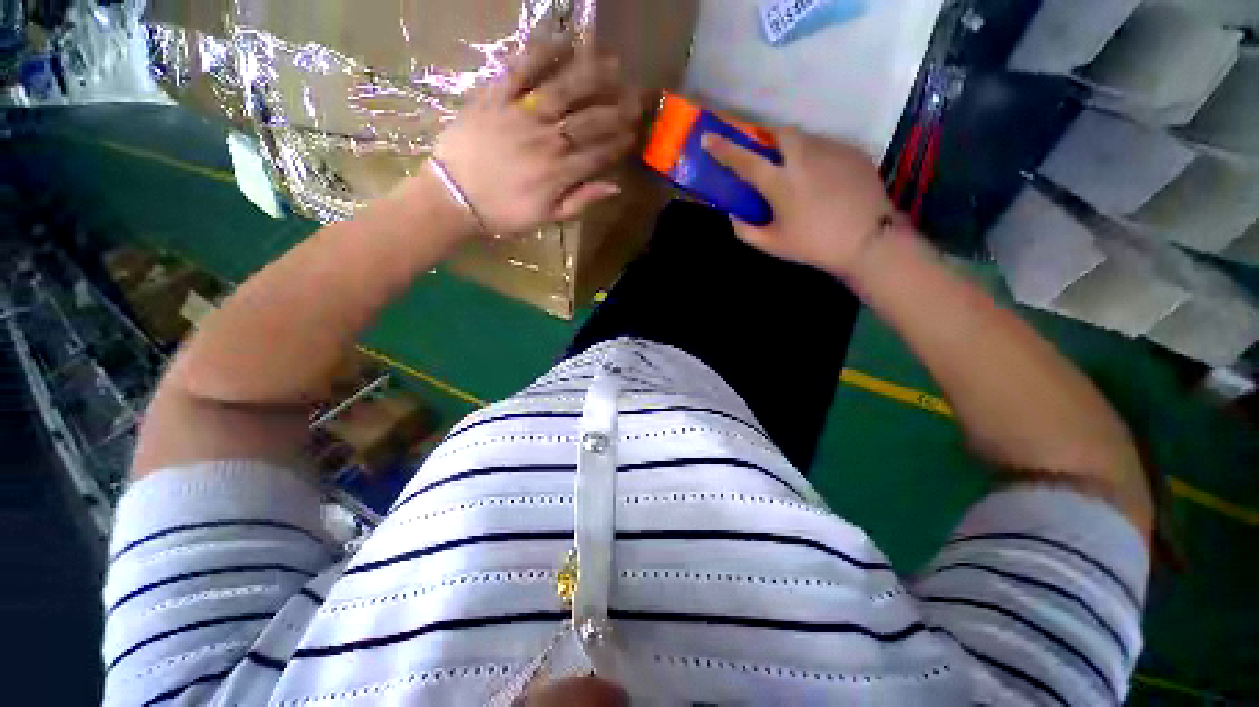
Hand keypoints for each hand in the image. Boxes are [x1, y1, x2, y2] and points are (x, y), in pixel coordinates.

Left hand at [431, 41, 642, 235]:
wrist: (453, 197)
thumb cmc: (503, 213)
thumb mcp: (547, 217)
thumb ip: (581, 201)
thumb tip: (615, 186)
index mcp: (560, 172)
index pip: (600, 153)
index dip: (620, 143)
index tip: (636, 134)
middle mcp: (547, 139)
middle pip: (589, 120)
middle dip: (617, 109)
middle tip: (637, 97)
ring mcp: (521, 115)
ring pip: (564, 90)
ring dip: (592, 76)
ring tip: (613, 63)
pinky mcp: (496, 97)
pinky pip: (521, 71)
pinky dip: (542, 54)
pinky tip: (563, 43)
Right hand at [702, 128, 895, 279]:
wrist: (868, 240)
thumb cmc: (814, 245)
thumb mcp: (772, 245)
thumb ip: (745, 230)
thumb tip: (733, 214)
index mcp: (781, 183)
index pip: (745, 160)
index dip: (724, 149)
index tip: (708, 137)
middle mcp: (804, 158)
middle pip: (779, 133)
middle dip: (767, 138)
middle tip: (767, 156)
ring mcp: (831, 150)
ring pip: (804, 138)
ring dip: (793, 149)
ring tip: (798, 173)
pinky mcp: (852, 151)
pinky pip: (825, 146)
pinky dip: (815, 157)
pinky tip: (822, 180)